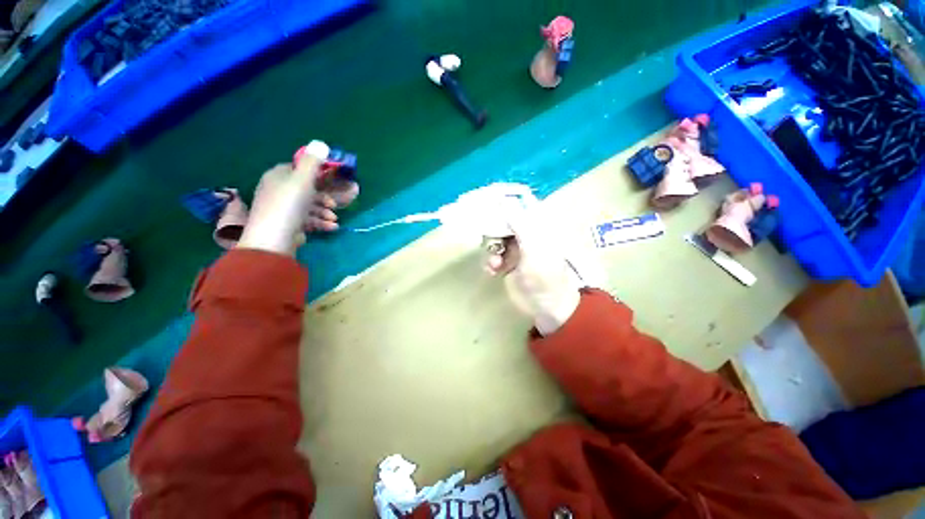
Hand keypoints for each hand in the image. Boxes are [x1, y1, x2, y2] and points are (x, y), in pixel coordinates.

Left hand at [237, 141, 359, 255]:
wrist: (274, 238)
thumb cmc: (289, 204)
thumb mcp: (303, 180)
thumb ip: (313, 162)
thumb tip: (320, 143)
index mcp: (278, 176)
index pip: (297, 169)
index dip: (316, 175)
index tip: (330, 183)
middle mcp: (278, 190)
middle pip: (306, 190)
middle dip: (324, 198)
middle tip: (335, 205)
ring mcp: (282, 209)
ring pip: (308, 206)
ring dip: (324, 212)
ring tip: (334, 219)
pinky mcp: (288, 224)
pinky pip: (307, 219)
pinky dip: (320, 222)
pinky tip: (332, 227)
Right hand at [484, 209, 580, 335]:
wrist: (546, 306)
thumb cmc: (544, 276)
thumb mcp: (533, 248)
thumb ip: (519, 224)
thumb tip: (505, 201)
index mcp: (536, 228)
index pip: (517, 209)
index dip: (502, 207)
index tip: (486, 208)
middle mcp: (525, 236)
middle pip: (502, 225)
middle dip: (493, 233)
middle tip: (489, 242)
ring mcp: (515, 250)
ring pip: (495, 241)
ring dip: (491, 251)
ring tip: (494, 264)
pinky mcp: (507, 264)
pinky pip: (493, 257)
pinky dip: (490, 263)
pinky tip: (492, 271)